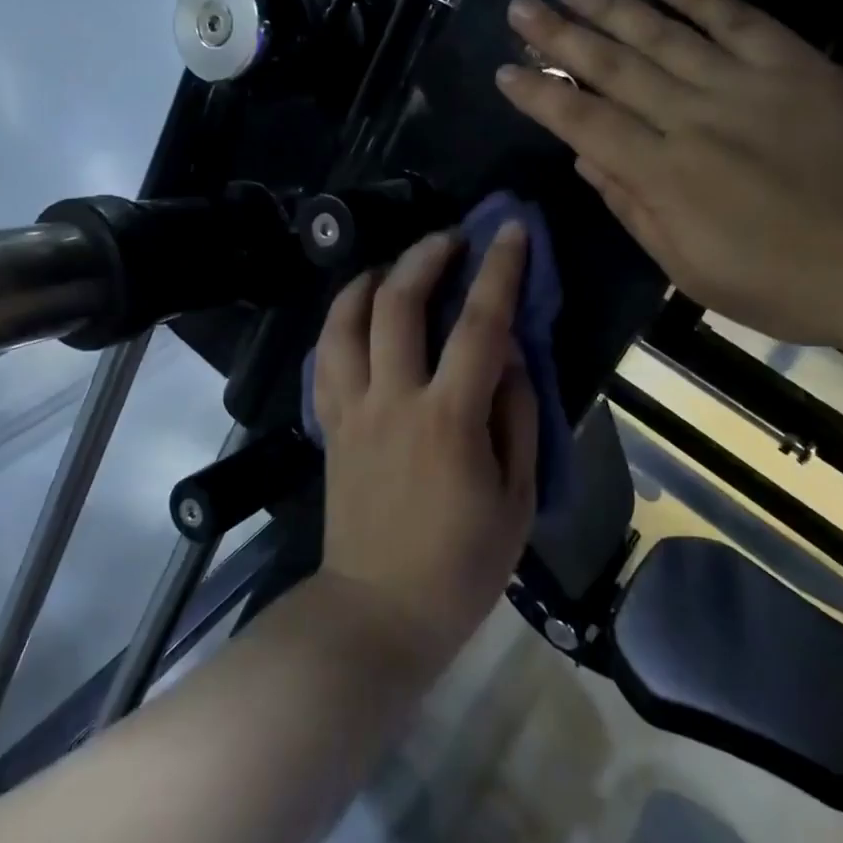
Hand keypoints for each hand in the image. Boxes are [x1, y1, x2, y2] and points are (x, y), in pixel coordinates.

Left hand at [312, 225, 537, 671]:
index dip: (499, 270)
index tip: (509, 230)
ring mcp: (352, 409)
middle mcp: (393, 399)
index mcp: (449, 418)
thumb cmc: (463, 564)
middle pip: (399, 304)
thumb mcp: (517, 497)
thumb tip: (509, 354)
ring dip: (371, 280)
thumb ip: (516, 415)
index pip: (479, 324)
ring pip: (346, 322)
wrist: (379, 611)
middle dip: (426, 256)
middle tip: (449, 238)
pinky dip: (339, 322)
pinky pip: (326, 358)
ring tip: (396, 267)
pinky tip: (358, 313)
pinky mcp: (330, 424)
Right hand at [495, 0, 842, 367]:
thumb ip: (634, 210)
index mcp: (667, 175)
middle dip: (560, 35)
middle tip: (520, 7)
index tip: (506, 70)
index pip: (584, 121)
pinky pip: (737, 16)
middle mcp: (696, 117)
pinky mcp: (797, 65)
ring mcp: (748, 84)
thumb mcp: (694, 272)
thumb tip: (585, 158)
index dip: (540, 94)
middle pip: (614, 66)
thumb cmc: (788, 285)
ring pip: (663, 33)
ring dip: (611, 4)